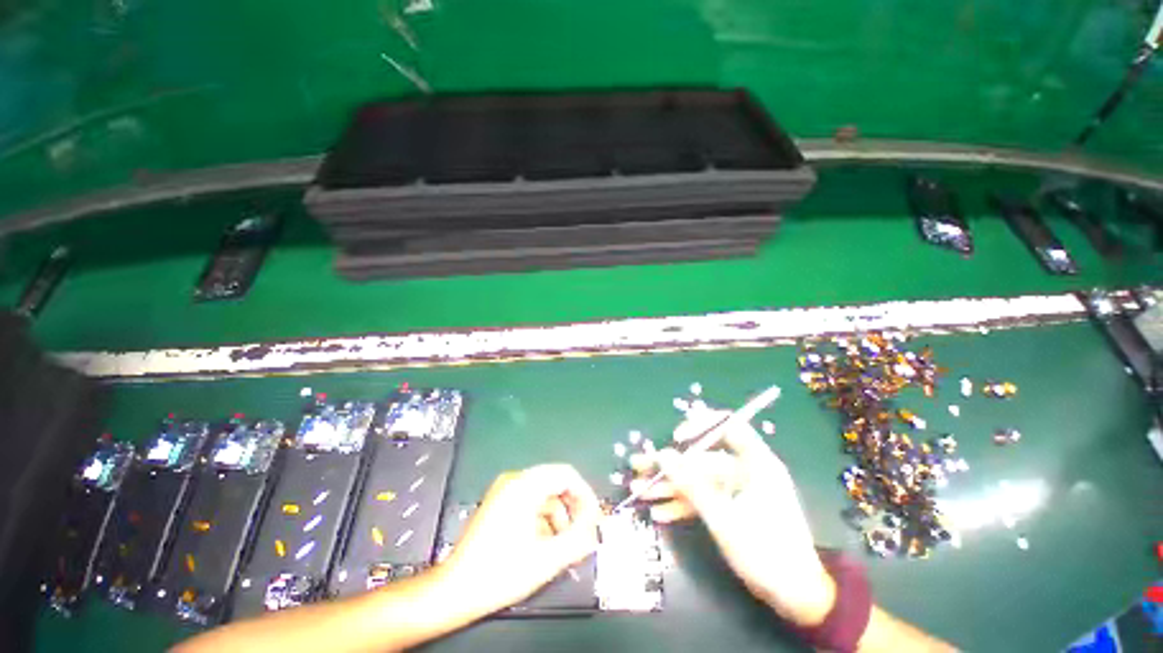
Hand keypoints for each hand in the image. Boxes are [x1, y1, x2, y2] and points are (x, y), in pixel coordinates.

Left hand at [441, 464, 601, 614]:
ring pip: (544, 493)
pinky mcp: (499, 502)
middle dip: (573, 506)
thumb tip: (595, 527)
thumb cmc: (501, 572)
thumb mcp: (547, 559)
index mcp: (524, 485)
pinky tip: (544, 542)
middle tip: (583, 531)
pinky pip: (531, 501)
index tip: (594, 518)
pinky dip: (543, 518)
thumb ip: (578, 539)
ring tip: (564, 543)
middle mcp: (514, 480)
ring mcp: (504, 490)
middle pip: (555, 482)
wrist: (455, 590)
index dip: (585, 494)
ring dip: (559, 514)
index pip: (566, 474)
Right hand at [630, 408, 835, 626]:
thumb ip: (691, 484)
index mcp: (755, 463)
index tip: (677, 438)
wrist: (795, 597)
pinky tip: (659, 513)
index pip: (728, 427)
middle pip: (700, 458)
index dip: (700, 426)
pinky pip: (703, 499)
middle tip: (638, 466)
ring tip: (638, 490)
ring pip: (697, 479)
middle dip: (669, 465)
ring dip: (669, 486)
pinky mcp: (731, 507)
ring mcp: (736, 490)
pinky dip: (683, 505)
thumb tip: (662, 455)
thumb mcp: (723, 518)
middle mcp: (745, 470)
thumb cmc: (766, 552)